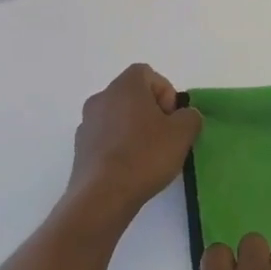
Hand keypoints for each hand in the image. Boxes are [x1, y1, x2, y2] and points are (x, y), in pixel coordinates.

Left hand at [63, 64, 201, 230]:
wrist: (102, 196)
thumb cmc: (145, 155)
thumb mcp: (183, 133)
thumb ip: (190, 116)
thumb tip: (184, 117)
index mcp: (125, 86)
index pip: (147, 73)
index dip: (165, 92)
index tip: (171, 118)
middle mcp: (101, 98)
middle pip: (132, 95)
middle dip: (151, 112)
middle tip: (165, 137)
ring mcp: (86, 123)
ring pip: (118, 117)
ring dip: (134, 130)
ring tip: (148, 156)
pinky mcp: (80, 148)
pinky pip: (106, 138)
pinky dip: (119, 146)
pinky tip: (130, 169)